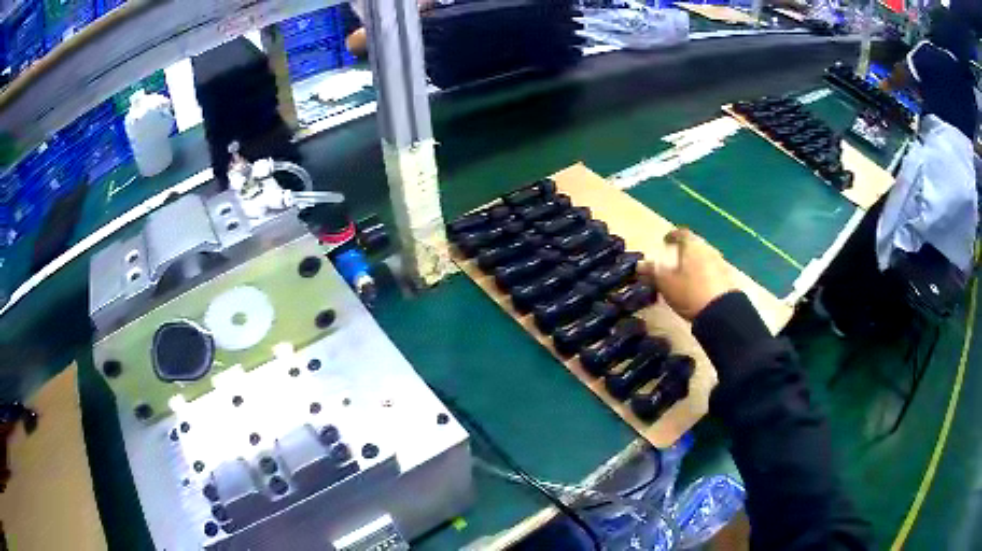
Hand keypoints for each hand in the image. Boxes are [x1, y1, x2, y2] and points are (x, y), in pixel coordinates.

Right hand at [638, 228, 737, 321]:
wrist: (722, 312)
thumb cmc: (690, 292)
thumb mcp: (666, 283)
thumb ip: (652, 271)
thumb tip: (639, 264)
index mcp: (692, 246)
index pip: (681, 234)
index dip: (672, 236)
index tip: (665, 241)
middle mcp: (708, 250)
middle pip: (694, 246)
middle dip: (683, 252)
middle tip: (673, 261)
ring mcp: (720, 264)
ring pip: (704, 259)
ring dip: (694, 264)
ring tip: (685, 277)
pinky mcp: (728, 279)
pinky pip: (712, 272)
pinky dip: (703, 275)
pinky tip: (698, 287)